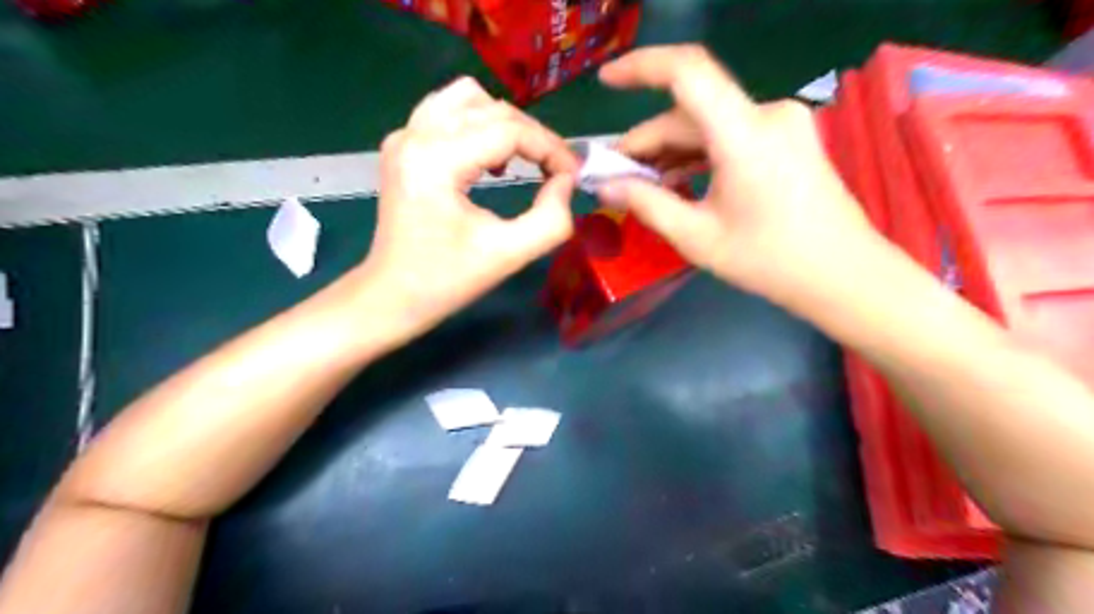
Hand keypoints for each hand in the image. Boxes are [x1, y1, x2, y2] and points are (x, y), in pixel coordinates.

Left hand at [359, 75, 579, 334]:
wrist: (392, 296)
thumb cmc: (448, 280)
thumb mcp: (509, 255)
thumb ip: (551, 219)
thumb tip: (565, 181)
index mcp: (436, 161)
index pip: (509, 131)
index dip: (551, 148)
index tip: (573, 175)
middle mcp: (416, 135)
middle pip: (493, 109)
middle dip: (534, 137)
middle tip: (556, 171)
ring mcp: (404, 135)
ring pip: (469, 99)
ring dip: (504, 124)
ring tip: (520, 161)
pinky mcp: (401, 144)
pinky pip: (447, 111)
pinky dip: (478, 125)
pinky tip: (488, 160)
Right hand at [594, 44, 876, 305]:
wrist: (843, 275)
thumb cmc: (769, 261)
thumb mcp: (697, 237)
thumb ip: (646, 204)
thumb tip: (604, 186)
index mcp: (745, 134)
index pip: (687, 72)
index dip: (641, 66)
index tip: (606, 82)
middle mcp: (766, 114)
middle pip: (691, 111)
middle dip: (648, 141)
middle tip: (615, 176)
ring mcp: (781, 124)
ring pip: (708, 125)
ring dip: (670, 150)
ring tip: (640, 184)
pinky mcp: (786, 138)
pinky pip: (729, 135)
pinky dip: (698, 154)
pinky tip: (676, 180)